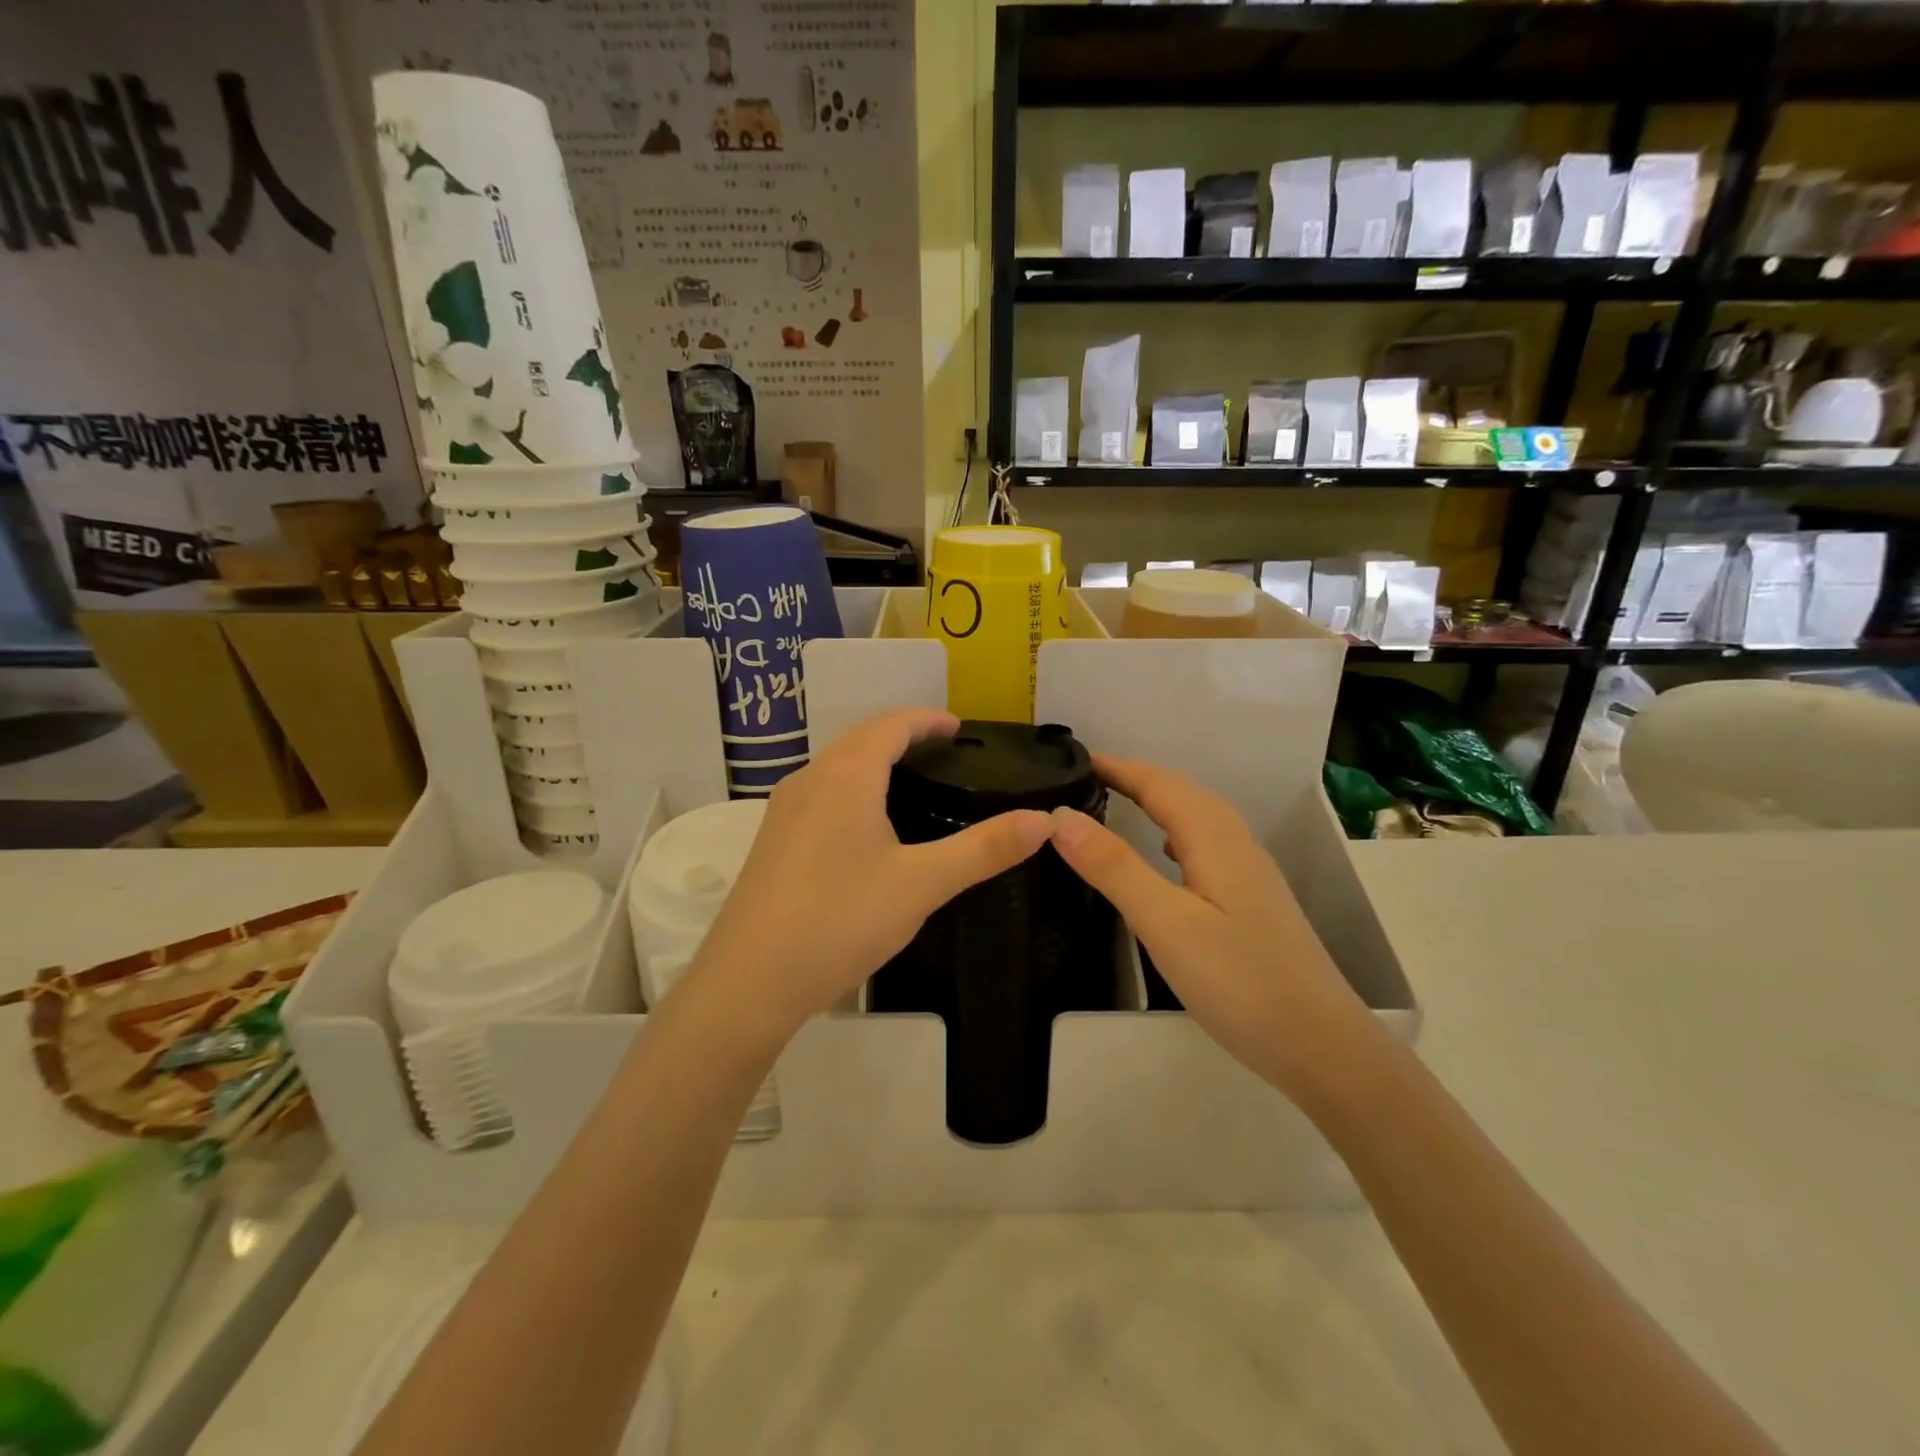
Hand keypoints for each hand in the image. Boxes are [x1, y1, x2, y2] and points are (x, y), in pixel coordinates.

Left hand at [689, 708, 1053, 1038]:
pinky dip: (852, 788)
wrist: (750, 980)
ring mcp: (784, 811)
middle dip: (903, 735)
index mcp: (846, 776)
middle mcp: (810, 780)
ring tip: (912, 784)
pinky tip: (867, 828)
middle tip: (944, 754)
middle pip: (860, 738)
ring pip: (836, 766)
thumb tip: (1043, 821)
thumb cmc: (840, 920)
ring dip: (873, 760)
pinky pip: (820, 793)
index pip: (891, 724)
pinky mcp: (772, 841)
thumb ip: (984, 850)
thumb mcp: (922, 884)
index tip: (959, 729)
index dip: (928, 719)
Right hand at [1049, 754, 1365, 1097]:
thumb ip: (1114, 867)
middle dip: (1134, 777)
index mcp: (1215, 839)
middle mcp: (1236, 844)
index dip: (1117, 766)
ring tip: (1115, 805)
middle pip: (1182, 793)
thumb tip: (1060, 815)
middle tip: (1084, 779)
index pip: (1159, 783)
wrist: (1322, 1047)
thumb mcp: (1166, 924)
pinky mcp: (1252, 901)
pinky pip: (1205, 845)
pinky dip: (1174, 833)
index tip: (1073, 759)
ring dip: (1156, 802)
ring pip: (1197, 819)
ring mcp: (1250, 874)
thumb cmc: (1240, 982)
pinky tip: (1164, 858)